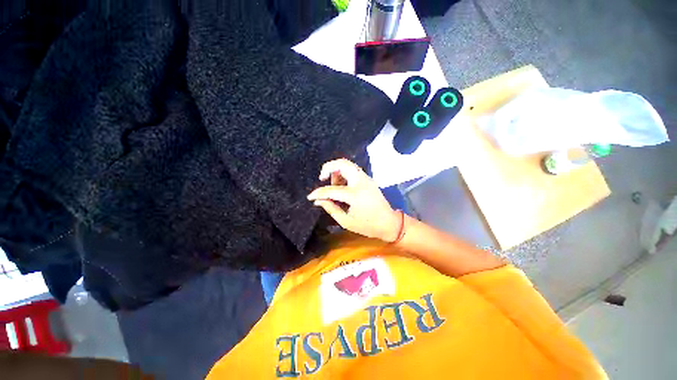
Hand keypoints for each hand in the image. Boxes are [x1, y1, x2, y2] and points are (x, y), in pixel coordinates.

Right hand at [307, 159, 401, 241]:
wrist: (389, 223)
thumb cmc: (367, 225)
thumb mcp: (346, 221)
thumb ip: (331, 208)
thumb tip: (318, 201)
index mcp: (355, 194)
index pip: (331, 190)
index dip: (318, 193)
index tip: (310, 197)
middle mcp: (360, 182)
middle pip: (342, 163)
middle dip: (328, 167)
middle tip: (322, 178)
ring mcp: (366, 178)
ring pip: (347, 165)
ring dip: (337, 171)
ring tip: (334, 186)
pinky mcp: (368, 179)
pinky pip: (352, 170)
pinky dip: (343, 174)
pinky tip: (342, 186)